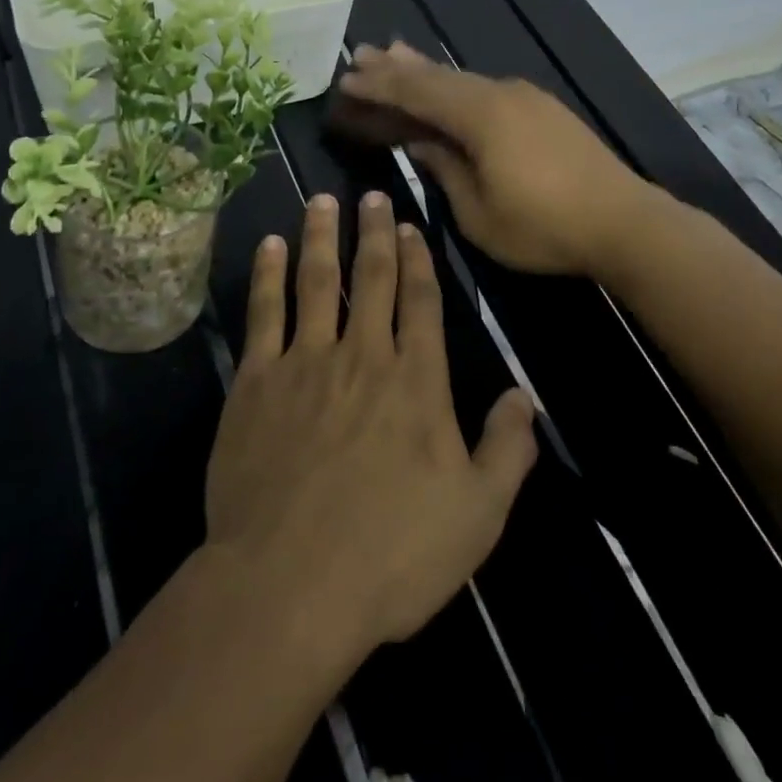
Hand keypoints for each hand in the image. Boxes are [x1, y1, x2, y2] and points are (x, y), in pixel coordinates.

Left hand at [204, 192, 538, 651]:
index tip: (411, 226)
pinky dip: (267, 275)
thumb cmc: (391, 554)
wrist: (288, 586)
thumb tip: (525, 396)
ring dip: (320, 237)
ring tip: (321, 201)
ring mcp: (305, 363)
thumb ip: (506, 450)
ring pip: (315, 281)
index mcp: (416, 380)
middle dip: (373, 232)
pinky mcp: (256, 382)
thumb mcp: (476, 515)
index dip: (418, 260)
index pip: (421, 301)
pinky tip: (269, 246)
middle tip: (371, 194)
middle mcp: (363, 355)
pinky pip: (264, 314)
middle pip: (370, 278)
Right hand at [339, 42, 651, 275]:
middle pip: (439, 77)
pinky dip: (458, 86)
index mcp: (480, 116)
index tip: (347, 79)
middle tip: (362, 53)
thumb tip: (422, 142)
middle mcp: (501, 94)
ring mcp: (527, 99)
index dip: (379, 87)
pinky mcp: (545, 111)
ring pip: (464, 79)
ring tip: (396, 53)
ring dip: (428, 70)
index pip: (417, 93)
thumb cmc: (544, 226)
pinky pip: (487, 90)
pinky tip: (451, 87)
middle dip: (397, 67)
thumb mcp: (479, 213)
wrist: (625, 222)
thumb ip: (446, 170)